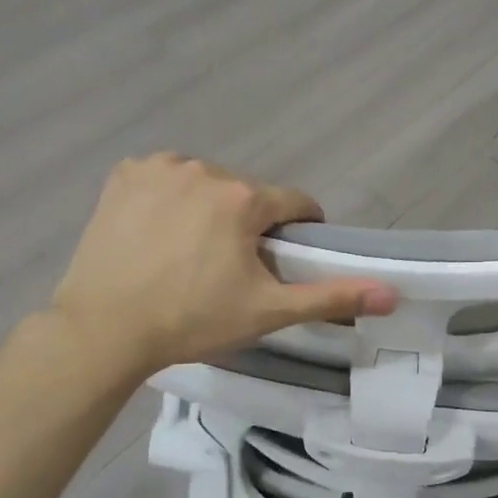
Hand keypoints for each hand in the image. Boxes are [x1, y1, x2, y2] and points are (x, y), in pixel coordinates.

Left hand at [48, 154, 396, 377]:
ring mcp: (159, 168)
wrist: (104, 329)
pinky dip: (169, 198)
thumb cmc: (192, 320)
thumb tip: (393, 294)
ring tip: (192, 253)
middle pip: (247, 194)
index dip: (300, 229)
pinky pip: (164, 179)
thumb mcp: (268, 312)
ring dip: (210, 208)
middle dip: (249, 223)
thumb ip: (331, 297)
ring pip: (206, 184)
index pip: (294, 203)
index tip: (287, 256)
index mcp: (243, 198)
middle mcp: (204, 169)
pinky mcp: (124, 175)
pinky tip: (159, 233)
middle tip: (233, 268)